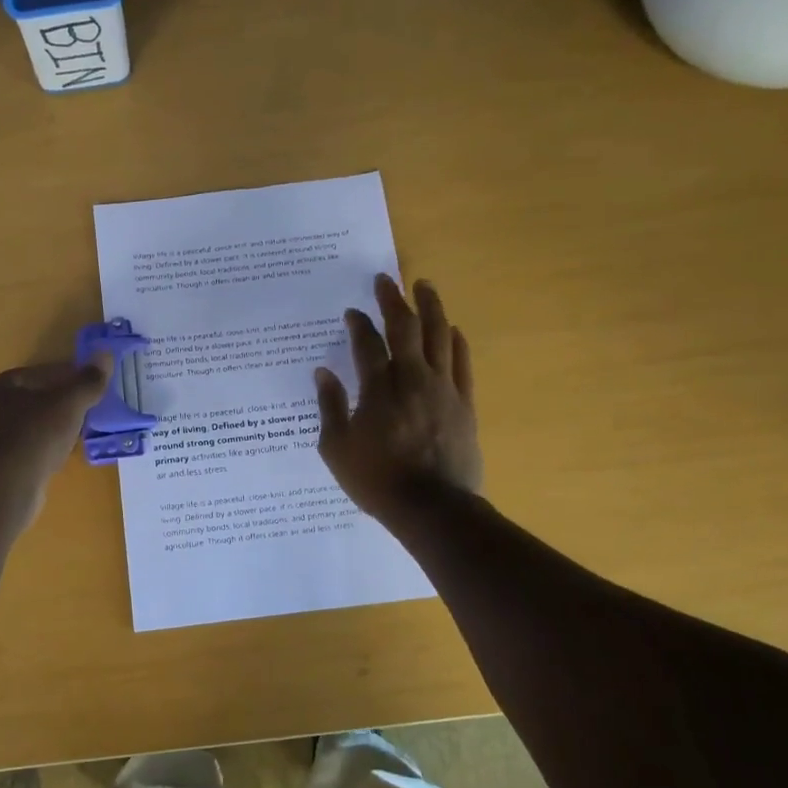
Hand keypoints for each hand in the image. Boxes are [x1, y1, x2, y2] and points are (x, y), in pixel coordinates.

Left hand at [0, 355, 112, 524]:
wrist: (2, 490)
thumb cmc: (33, 436)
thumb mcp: (69, 404)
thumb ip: (88, 381)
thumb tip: (105, 355)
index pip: (34, 375)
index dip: (64, 378)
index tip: (86, 387)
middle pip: (26, 402)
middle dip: (55, 406)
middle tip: (82, 413)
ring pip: (22, 430)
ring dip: (46, 431)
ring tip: (73, 439)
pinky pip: (18, 454)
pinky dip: (36, 453)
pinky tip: (54, 461)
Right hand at [314, 275, 481, 522]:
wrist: (432, 508)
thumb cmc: (377, 480)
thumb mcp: (337, 448)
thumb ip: (330, 406)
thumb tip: (323, 373)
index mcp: (378, 389)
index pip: (366, 343)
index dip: (358, 323)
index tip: (352, 312)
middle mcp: (412, 379)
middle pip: (405, 327)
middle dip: (393, 299)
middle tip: (386, 280)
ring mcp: (443, 388)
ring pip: (438, 335)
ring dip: (431, 307)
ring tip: (424, 286)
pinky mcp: (464, 403)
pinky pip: (462, 363)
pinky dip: (456, 341)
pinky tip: (452, 329)